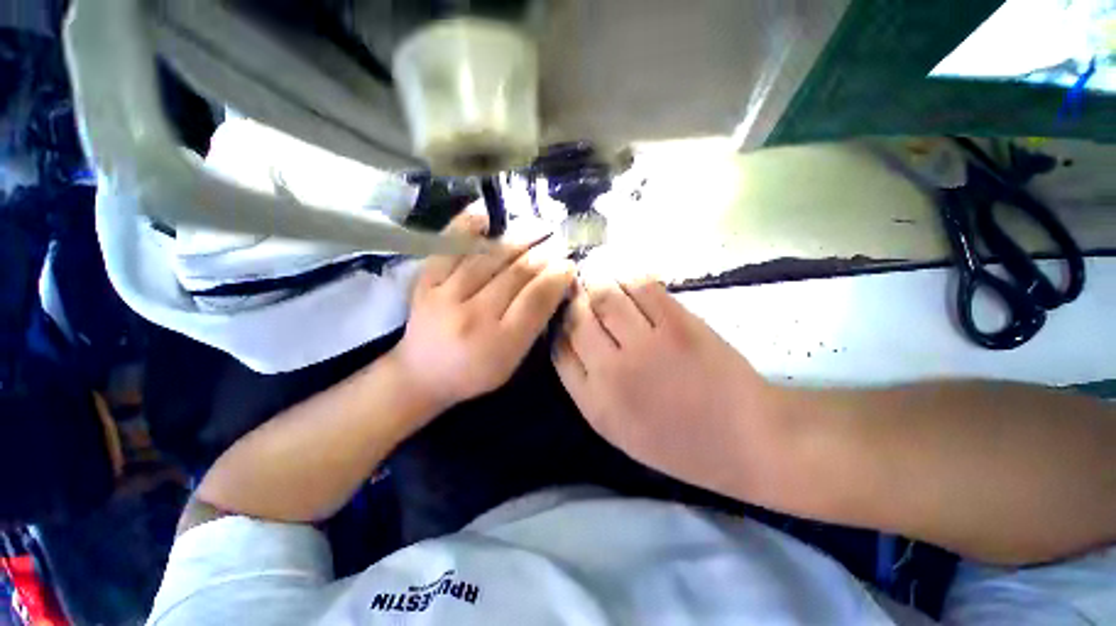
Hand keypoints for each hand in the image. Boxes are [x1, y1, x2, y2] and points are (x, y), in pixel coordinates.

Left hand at [391, 211, 575, 414]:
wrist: (419, 374)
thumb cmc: (473, 372)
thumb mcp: (512, 360)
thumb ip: (533, 325)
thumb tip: (554, 285)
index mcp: (500, 343)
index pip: (536, 300)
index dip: (557, 276)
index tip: (569, 263)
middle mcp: (474, 316)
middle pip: (516, 274)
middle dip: (543, 253)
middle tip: (558, 240)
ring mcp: (445, 296)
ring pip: (489, 257)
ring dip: (518, 237)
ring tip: (537, 225)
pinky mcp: (425, 282)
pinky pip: (448, 247)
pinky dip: (467, 226)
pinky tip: (487, 215)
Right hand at [552, 272, 787, 495]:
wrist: (747, 438)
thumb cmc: (679, 441)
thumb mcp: (618, 428)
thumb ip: (588, 386)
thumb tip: (569, 340)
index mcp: (596, 402)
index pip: (559, 349)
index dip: (559, 325)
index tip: (565, 315)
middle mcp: (613, 372)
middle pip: (577, 318)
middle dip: (574, 299)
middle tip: (578, 289)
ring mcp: (647, 345)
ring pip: (605, 295)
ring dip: (598, 281)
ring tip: (600, 277)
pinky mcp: (678, 323)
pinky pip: (641, 286)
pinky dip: (629, 276)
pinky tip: (627, 279)